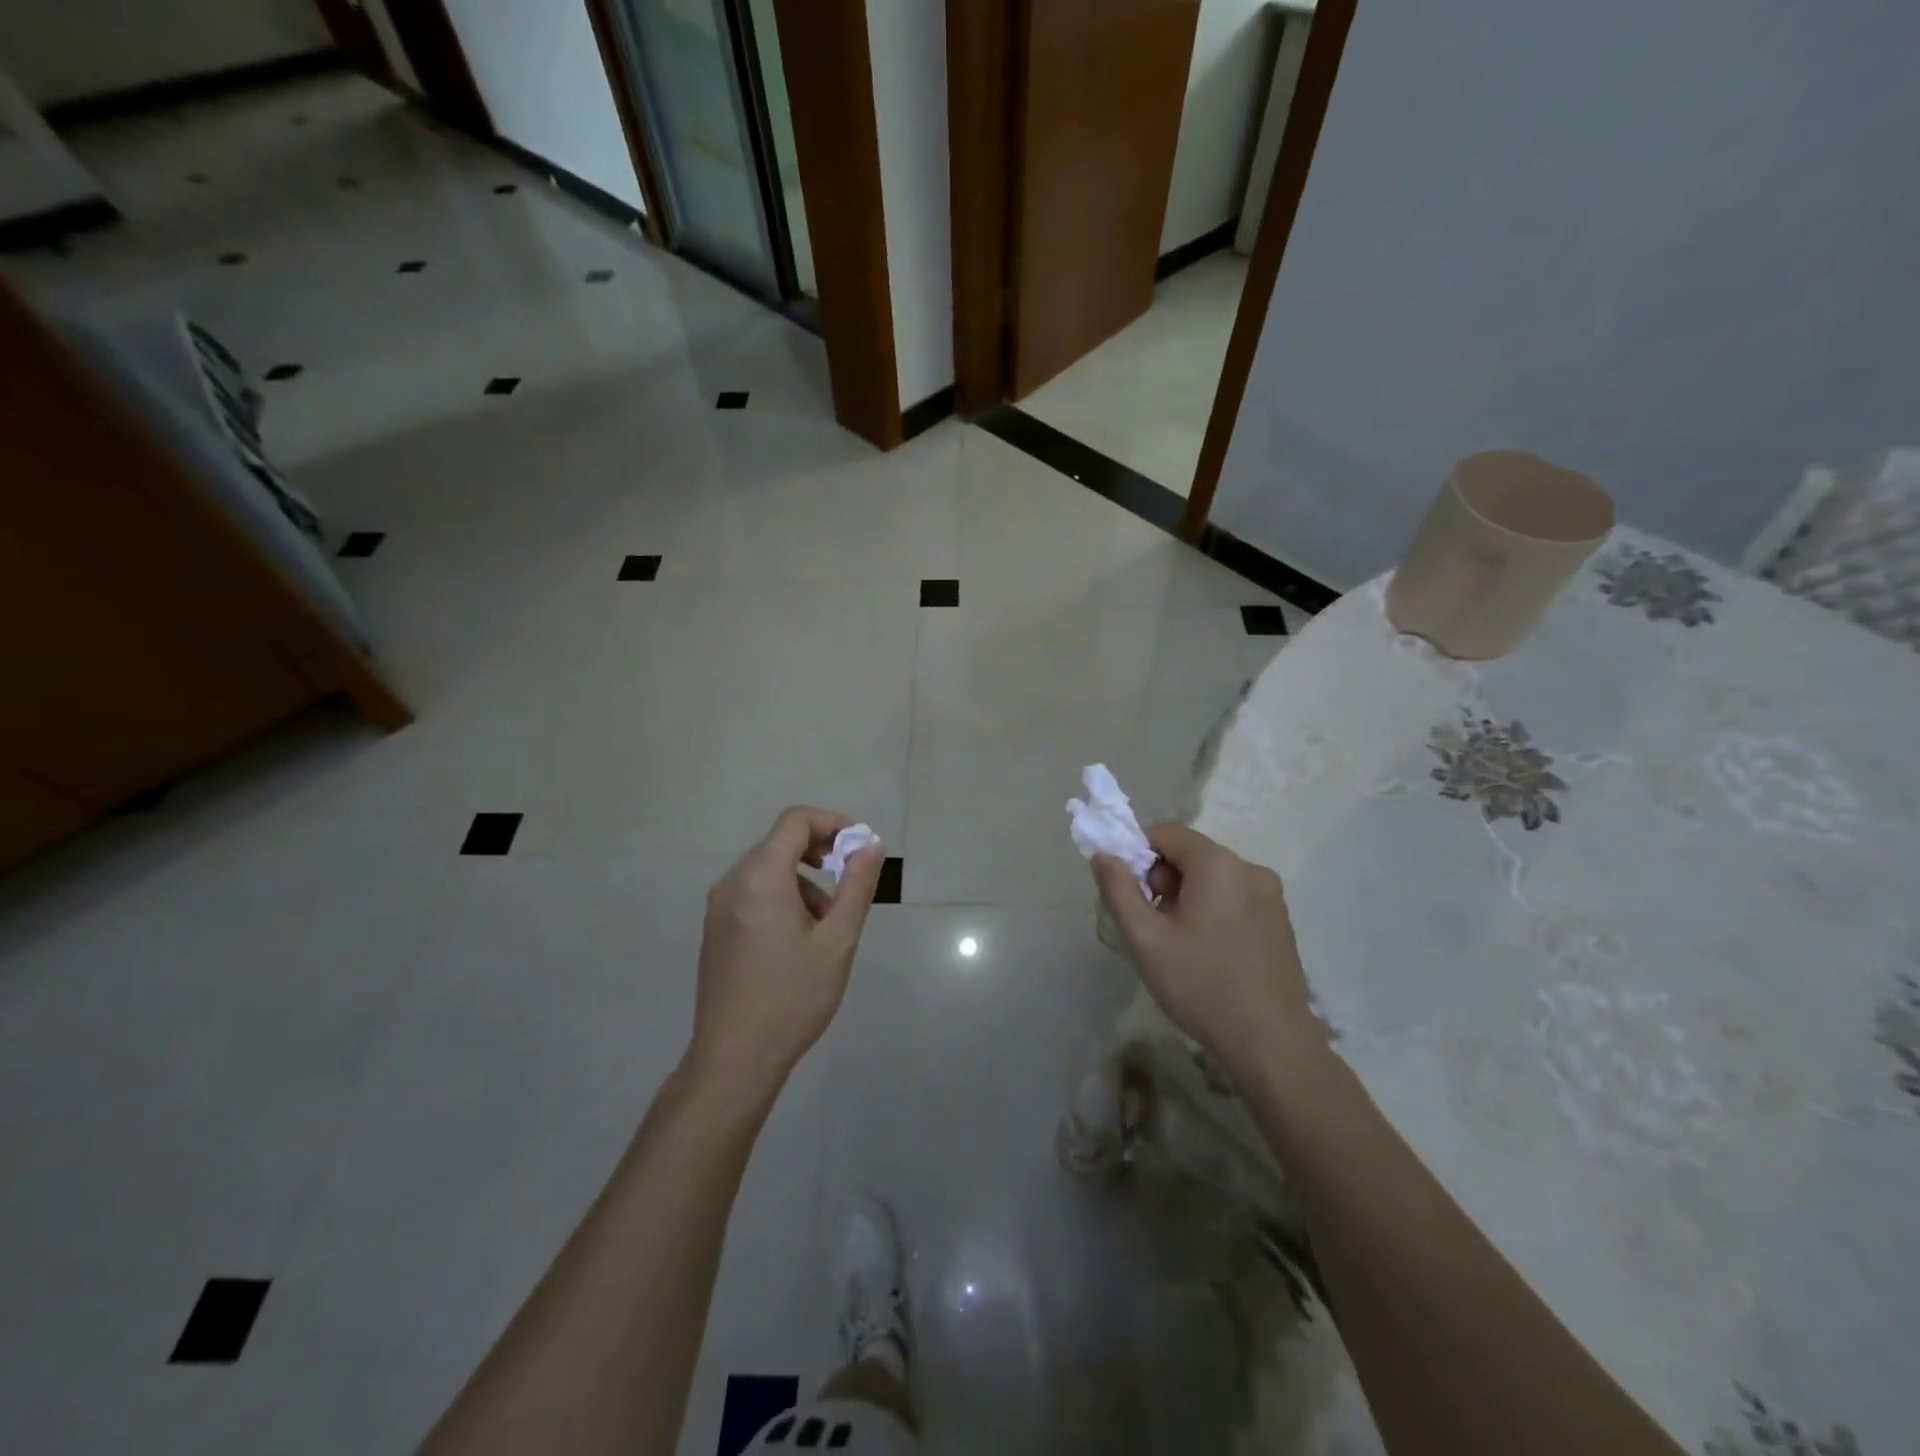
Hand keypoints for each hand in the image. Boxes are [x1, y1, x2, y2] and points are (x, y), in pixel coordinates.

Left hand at [687, 807, 883, 1091]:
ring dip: (804, 881)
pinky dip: (782, 897)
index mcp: (760, 877)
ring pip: (768, 870)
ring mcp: (719, 907)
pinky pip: (753, 893)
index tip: (859, 849)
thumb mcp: (838, 940)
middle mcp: (732, 882)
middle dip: (822, 854)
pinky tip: (798, 941)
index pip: (796, 820)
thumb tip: (870, 844)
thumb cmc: (792, 996)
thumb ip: (857, 885)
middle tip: (850, 885)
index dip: (833, 823)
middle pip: (780, 843)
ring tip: (826, 926)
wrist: (735, 1058)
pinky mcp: (716, 929)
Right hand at [1093, 824, 1318, 1080]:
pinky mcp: (1281, 921)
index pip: (1166, 833)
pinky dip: (1212, 912)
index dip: (1138, 855)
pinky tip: (1209, 956)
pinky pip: (1234, 898)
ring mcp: (1271, 896)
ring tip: (1180, 947)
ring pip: (1212, 878)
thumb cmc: (1202, 986)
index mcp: (1218, 864)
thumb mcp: (1145, 939)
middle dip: (1162, 881)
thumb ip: (1118, 889)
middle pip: (1190, 855)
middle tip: (1153, 928)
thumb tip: (1104, 854)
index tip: (1130, 896)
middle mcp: (1250, 869)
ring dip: (1186, 899)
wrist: (1272, 1045)